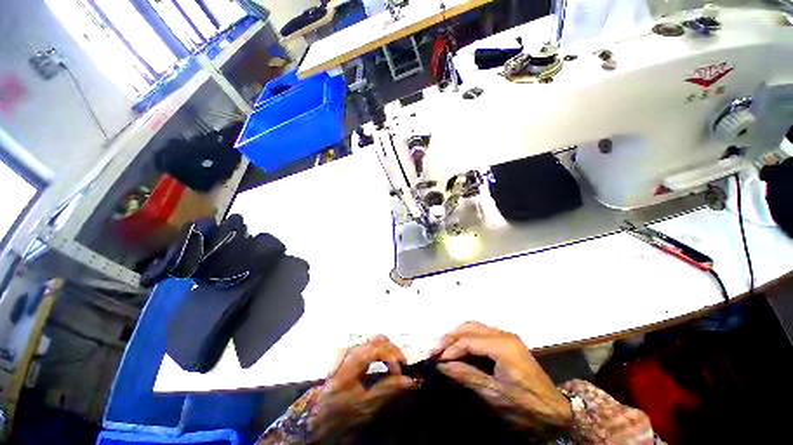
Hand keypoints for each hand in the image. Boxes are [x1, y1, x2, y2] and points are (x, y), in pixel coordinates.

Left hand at [311, 335, 416, 440]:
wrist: (320, 412)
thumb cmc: (341, 410)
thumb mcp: (365, 404)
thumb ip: (387, 389)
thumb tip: (409, 380)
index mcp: (352, 361)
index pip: (377, 348)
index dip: (392, 357)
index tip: (401, 372)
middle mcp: (352, 350)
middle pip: (378, 339)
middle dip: (394, 350)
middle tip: (403, 366)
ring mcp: (352, 350)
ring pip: (376, 340)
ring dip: (389, 349)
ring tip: (397, 365)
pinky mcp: (353, 353)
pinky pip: (371, 345)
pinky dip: (383, 351)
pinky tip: (387, 362)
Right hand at [433, 322, 571, 435]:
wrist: (556, 410)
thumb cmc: (526, 405)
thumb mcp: (494, 394)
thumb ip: (467, 376)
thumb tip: (442, 366)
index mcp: (502, 346)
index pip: (468, 340)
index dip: (451, 349)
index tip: (438, 360)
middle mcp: (504, 334)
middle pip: (470, 327)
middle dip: (452, 337)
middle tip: (438, 350)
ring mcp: (507, 335)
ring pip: (476, 326)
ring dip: (459, 335)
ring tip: (446, 347)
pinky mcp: (508, 341)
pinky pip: (483, 332)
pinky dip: (469, 337)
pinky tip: (462, 346)